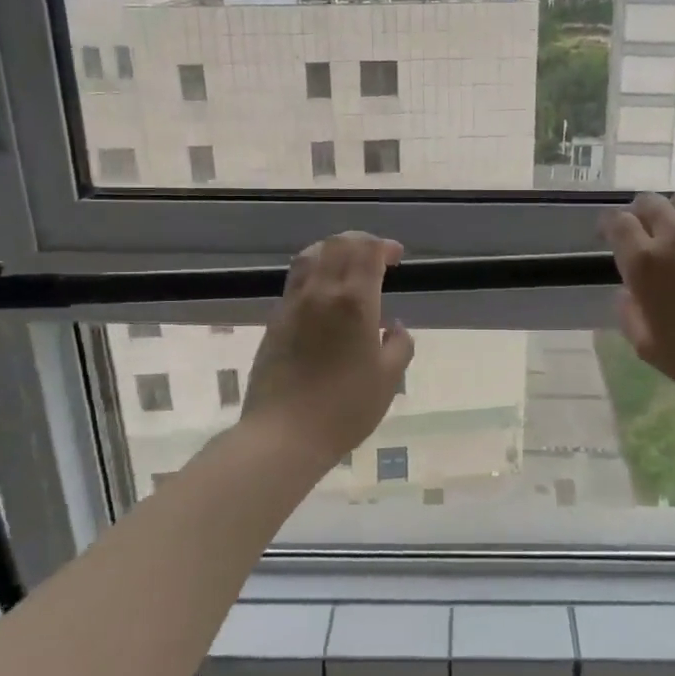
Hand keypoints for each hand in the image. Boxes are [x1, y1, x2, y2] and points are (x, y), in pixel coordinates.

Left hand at [243, 232, 414, 464]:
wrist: (284, 434)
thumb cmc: (345, 408)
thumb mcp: (388, 380)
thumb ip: (399, 346)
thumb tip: (394, 326)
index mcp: (354, 302)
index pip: (367, 251)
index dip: (383, 246)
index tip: (396, 257)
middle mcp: (321, 292)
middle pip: (337, 245)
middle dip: (360, 242)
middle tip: (376, 257)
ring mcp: (293, 303)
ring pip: (311, 256)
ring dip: (333, 251)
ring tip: (348, 267)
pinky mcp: (275, 319)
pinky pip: (296, 279)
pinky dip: (315, 272)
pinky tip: (325, 294)